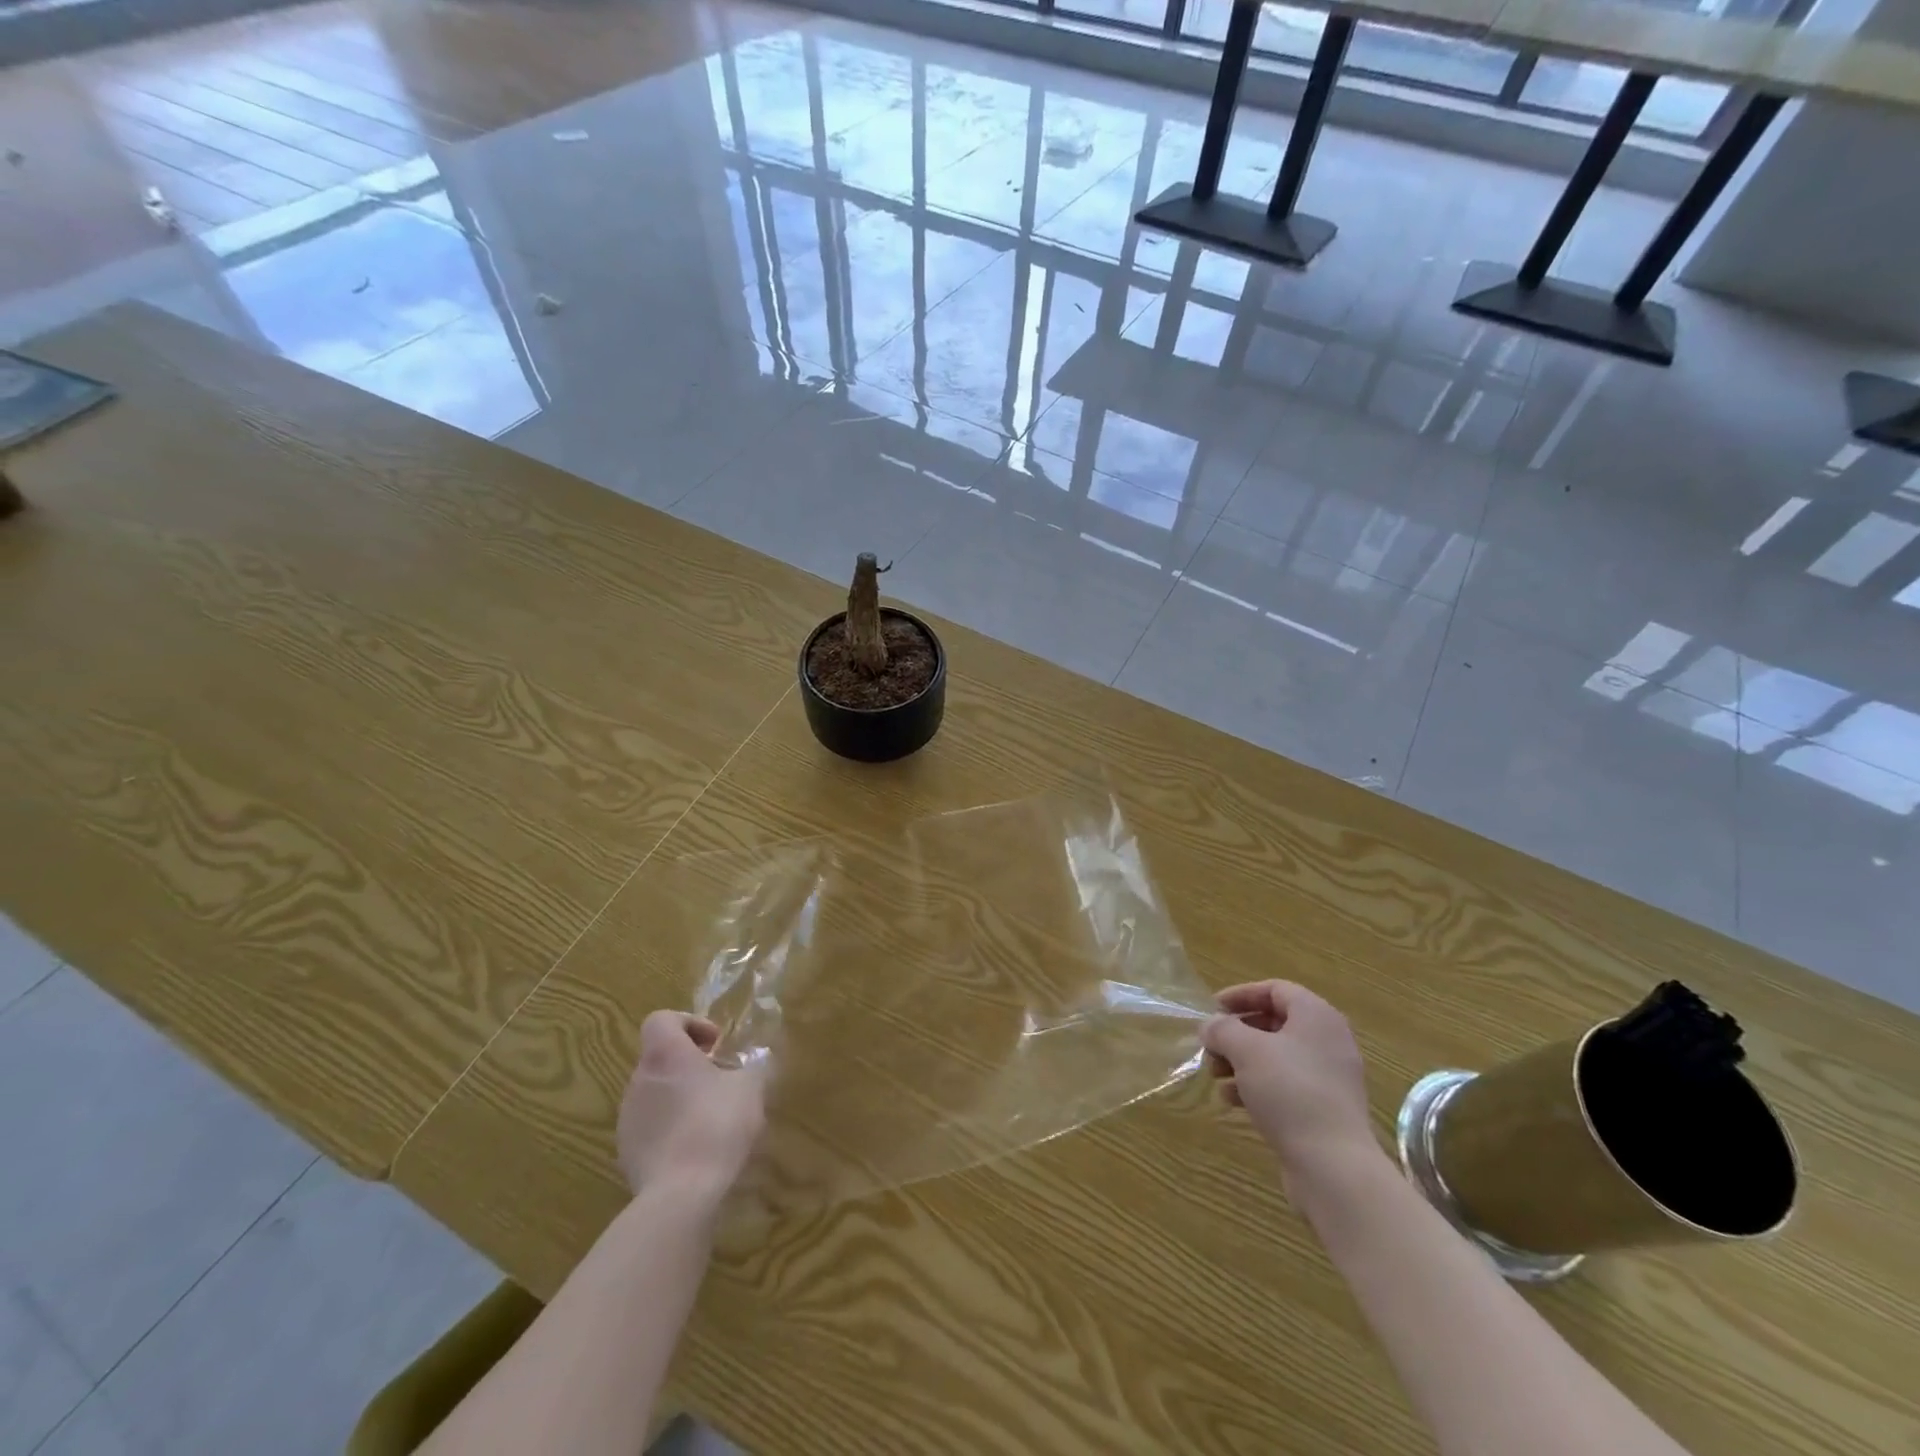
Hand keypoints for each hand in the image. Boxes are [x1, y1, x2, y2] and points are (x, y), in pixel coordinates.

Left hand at [617, 1011, 765, 1205]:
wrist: (680, 1195)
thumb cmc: (717, 1125)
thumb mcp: (750, 1088)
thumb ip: (750, 1067)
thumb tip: (749, 1064)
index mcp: (665, 1055)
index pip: (661, 1019)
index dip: (688, 1024)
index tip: (714, 1045)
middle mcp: (639, 1079)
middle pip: (660, 1057)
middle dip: (689, 1065)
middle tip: (719, 1082)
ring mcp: (628, 1117)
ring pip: (655, 1093)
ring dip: (679, 1097)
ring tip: (711, 1119)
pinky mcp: (626, 1152)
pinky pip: (650, 1126)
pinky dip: (670, 1128)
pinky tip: (695, 1149)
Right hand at [1203, 981, 1378, 1185]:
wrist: (1334, 1166)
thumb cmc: (1290, 1091)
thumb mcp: (1246, 1050)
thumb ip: (1222, 1029)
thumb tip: (1210, 1026)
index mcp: (1317, 1016)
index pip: (1275, 990)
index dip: (1240, 995)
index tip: (1212, 1010)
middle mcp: (1328, 1040)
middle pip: (1274, 1023)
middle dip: (1237, 1033)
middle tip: (1211, 1047)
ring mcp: (1330, 1077)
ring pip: (1277, 1056)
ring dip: (1242, 1061)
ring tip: (1216, 1076)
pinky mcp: (1326, 1108)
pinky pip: (1286, 1084)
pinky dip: (1258, 1086)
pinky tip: (1234, 1101)